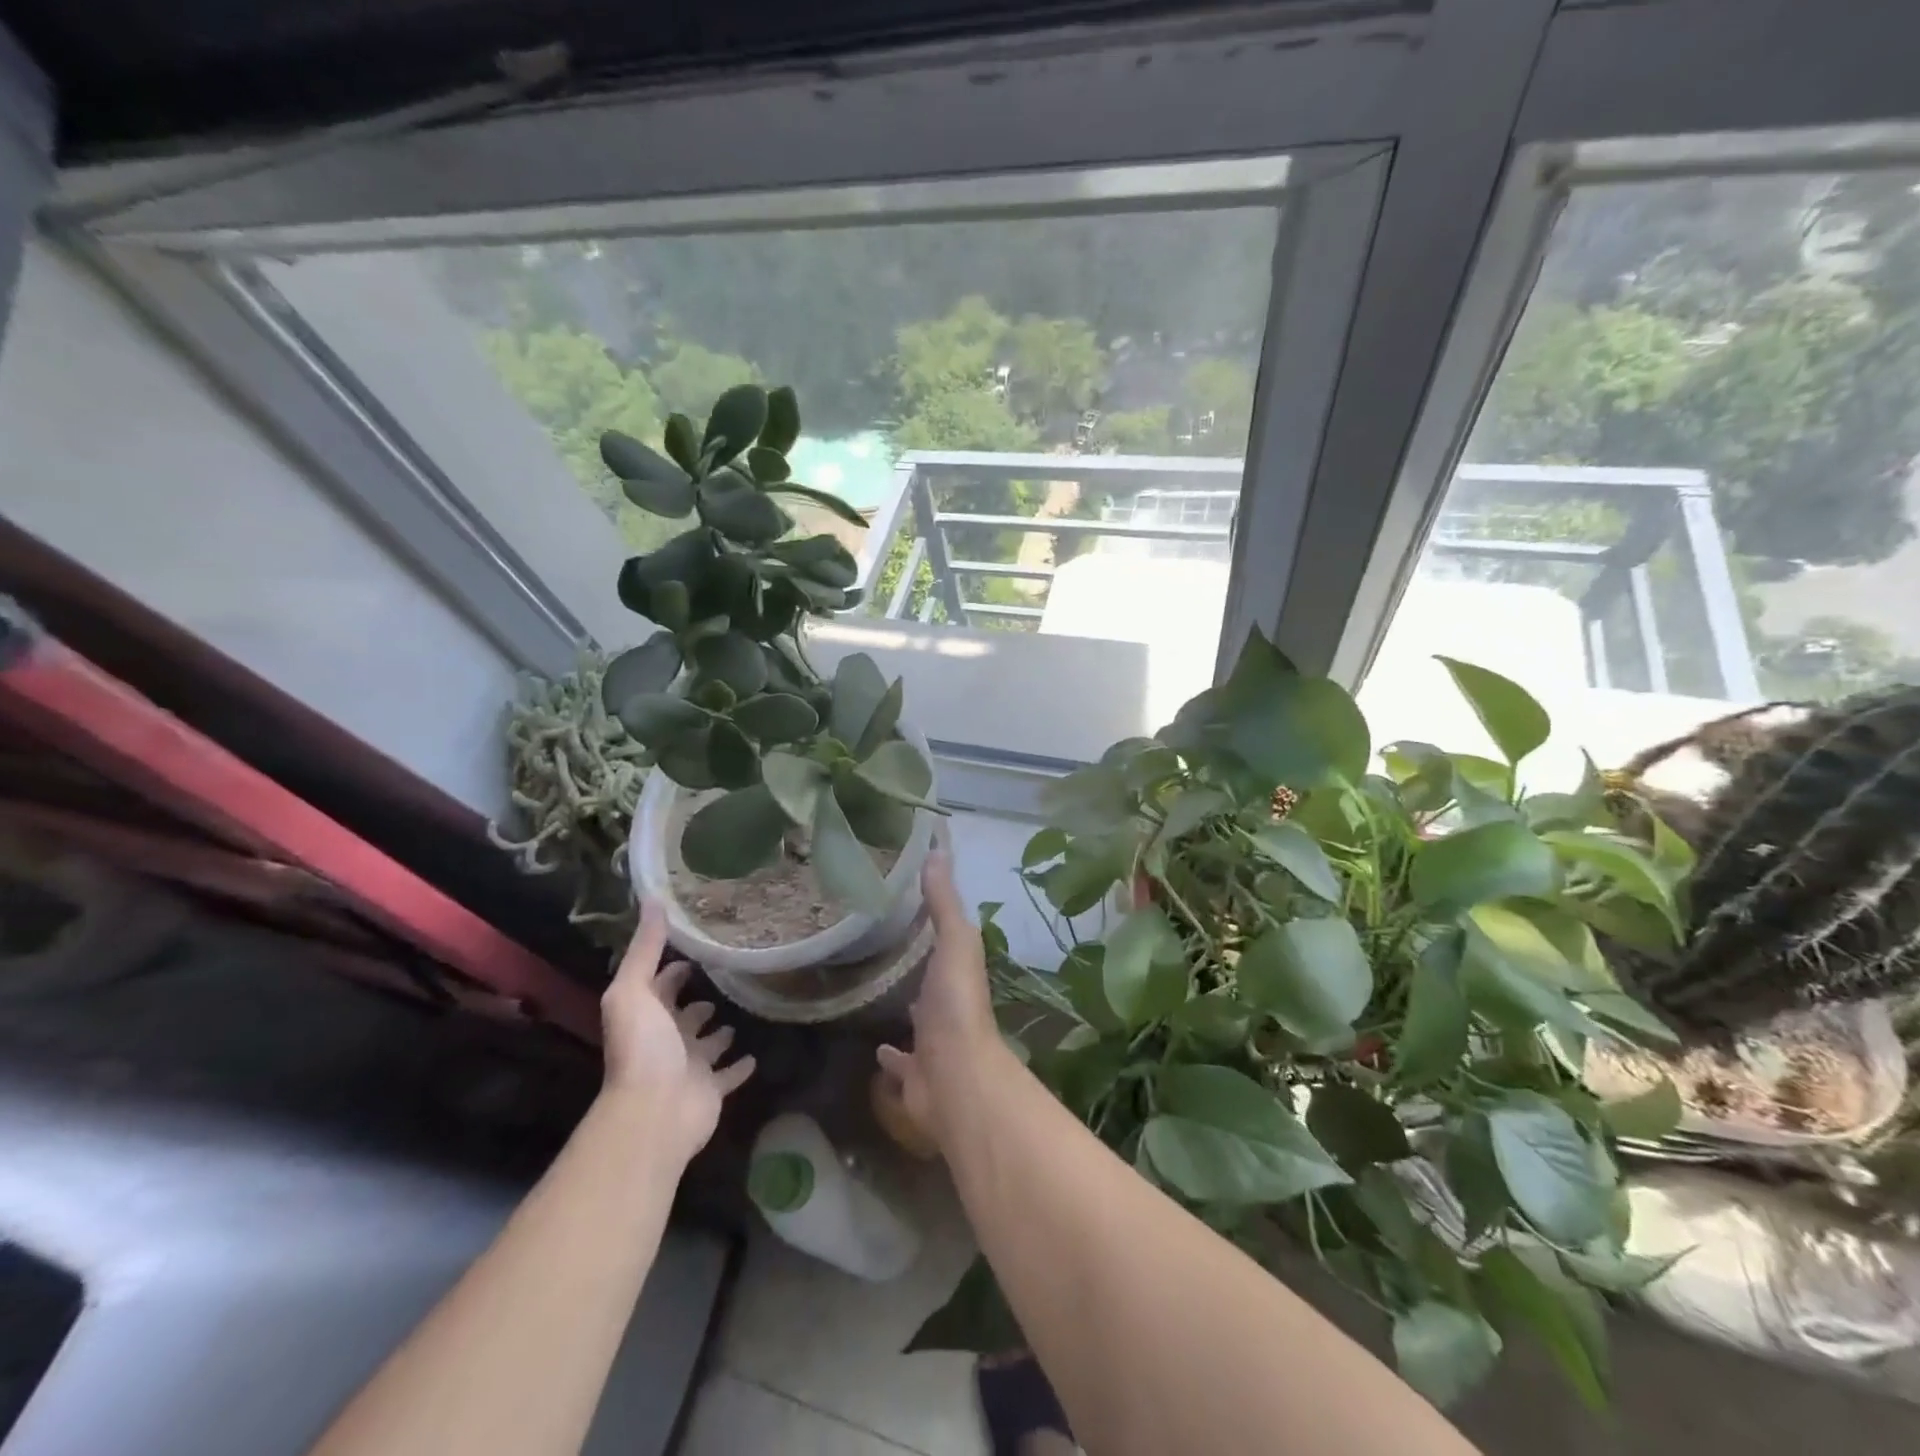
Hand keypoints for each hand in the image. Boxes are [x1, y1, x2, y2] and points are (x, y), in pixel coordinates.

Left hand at [602, 901, 754, 1158]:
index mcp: (648, 1016)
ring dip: (719, 1034)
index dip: (673, 970)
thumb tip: (652, 898)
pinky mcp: (712, 1090)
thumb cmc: (643, 1047)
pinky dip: (740, 1067)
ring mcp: (691, 1066)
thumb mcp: (633, 990)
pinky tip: (756, 1056)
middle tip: (723, 980)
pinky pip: (729, 1076)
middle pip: (684, 1016)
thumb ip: (645, 947)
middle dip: (698, 1002)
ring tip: (739, 1014)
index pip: (660, 986)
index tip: (696, 950)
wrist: (654, 1111)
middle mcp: (667, 1039)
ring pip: (708, 1045)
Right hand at [877, 851, 1004, 1148]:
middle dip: (914, 968)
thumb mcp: (955, 942)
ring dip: (905, 1009)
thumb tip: (937, 849)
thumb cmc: (956, 1004)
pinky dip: (890, 1056)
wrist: (955, 1079)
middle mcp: (949, 1007)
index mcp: (959, 972)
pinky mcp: (915, 1076)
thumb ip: (944, 902)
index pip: (947, 941)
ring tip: (876, 992)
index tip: (903, 905)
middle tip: (881, 947)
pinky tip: (875, 1047)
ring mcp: (933, 1044)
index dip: (931, 925)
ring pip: (917, 1021)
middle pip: (930, 982)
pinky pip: (900, 1063)